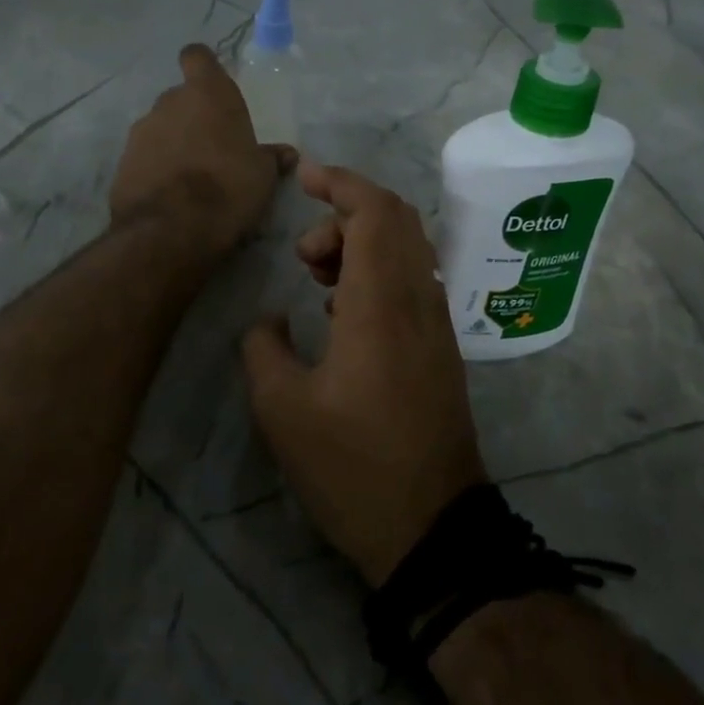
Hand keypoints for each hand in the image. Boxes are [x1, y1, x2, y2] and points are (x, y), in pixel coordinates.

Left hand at [110, 44, 296, 256]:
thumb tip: (285, 153)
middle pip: (180, 98)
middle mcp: (169, 103)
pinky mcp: (122, 163)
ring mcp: (140, 132)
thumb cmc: (228, 187)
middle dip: (193, 117)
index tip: (212, 85)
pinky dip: (156, 169)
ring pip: (160, 128)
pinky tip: (170, 195)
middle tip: (213, 147)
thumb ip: (270, 158)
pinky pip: (144, 158)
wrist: (170, 228)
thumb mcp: (262, 175)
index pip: (197, 57)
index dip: (204, 68)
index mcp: (207, 93)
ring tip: (191, 177)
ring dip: (173, 144)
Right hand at [240, 162, 486, 585]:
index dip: (339, 182)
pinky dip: (376, 271)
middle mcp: (418, 301)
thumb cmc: (352, 467)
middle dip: (345, 213)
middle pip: (396, 220)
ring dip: (360, 243)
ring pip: (406, 249)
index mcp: (381, 304)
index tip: (303, 176)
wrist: (432, 528)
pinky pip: (412, 280)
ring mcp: (436, 324)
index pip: (374, 211)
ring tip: (316, 280)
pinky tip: (342, 313)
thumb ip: (263, 347)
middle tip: (303, 252)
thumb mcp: (282, 410)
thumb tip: (271, 320)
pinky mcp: (440, 348)